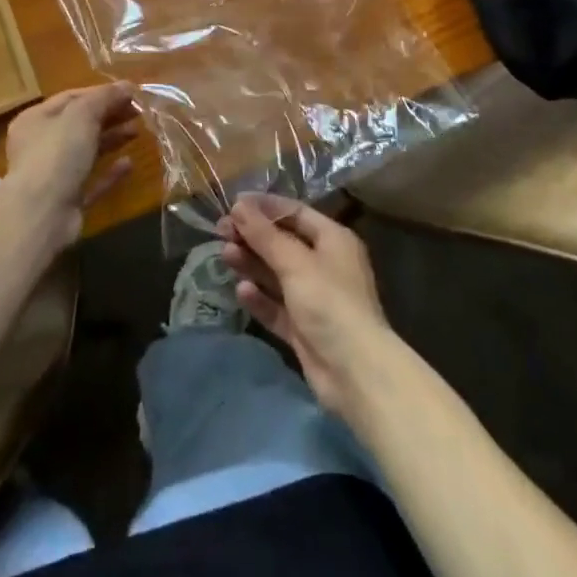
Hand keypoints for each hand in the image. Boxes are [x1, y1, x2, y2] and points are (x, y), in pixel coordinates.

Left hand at [3, 83, 138, 241]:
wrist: (41, 214)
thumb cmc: (57, 153)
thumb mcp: (82, 114)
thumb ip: (105, 97)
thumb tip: (128, 85)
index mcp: (36, 119)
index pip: (72, 98)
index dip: (101, 93)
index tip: (131, 93)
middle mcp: (41, 145)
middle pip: (81, 124)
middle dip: (110, 115)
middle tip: (139, 112)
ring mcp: (54, 175)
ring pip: (87, 151)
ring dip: (112, 139)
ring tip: (138, 131)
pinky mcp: (68, 201)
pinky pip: (92, 181)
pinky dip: (110, 172)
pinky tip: (129, 164)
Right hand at [220, 195, 393, 419]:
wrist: (355, 373)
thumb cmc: (329, 302)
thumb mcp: (295, 262)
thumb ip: (265, 235)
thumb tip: (239, 205)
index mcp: (333, 239)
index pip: (295, 212)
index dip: (265, 206)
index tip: (233, 203)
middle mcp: (324, 264)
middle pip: (283, 242)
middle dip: (253, 236)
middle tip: (221, 231)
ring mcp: (314, 298)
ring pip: (276, 274)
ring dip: (252, 263)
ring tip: (225, 255)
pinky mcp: (303, 328)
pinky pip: (276, 306)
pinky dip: (260, 298)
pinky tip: (241, 290)